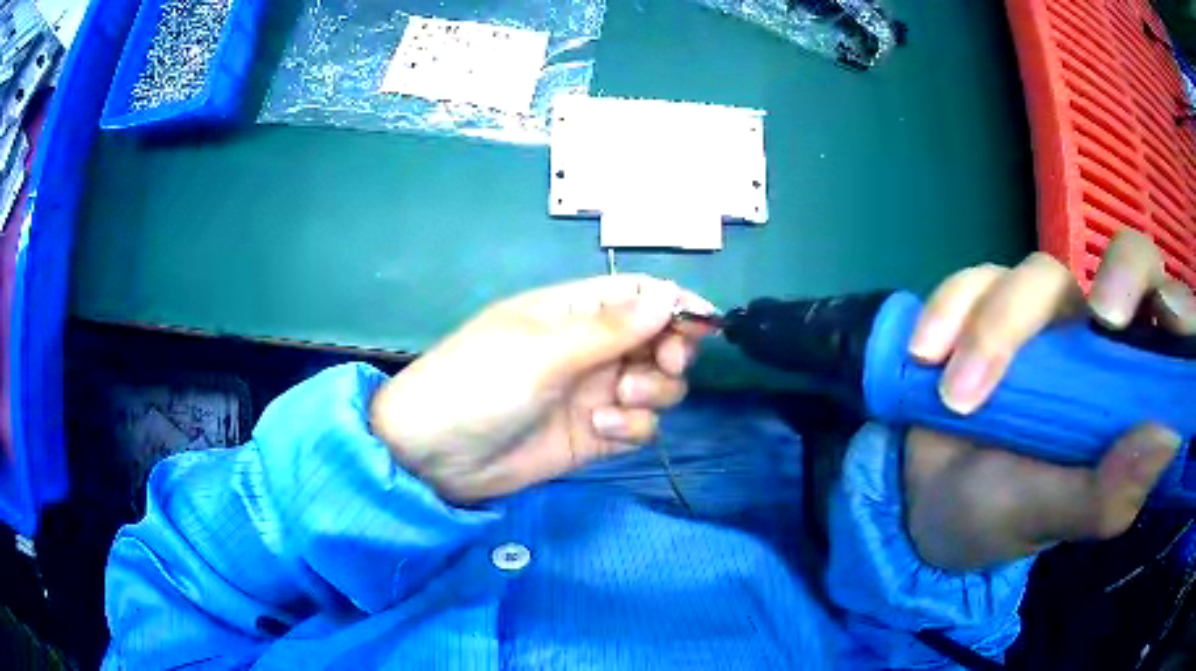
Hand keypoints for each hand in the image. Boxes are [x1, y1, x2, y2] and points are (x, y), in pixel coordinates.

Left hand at [369, 275, 714, 503]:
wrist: (436, 456)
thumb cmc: (480, 384)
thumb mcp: (543, 350)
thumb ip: (611, 328)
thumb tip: (668, 295)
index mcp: (573, 310)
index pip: (638, 293)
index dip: (675, 303)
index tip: (706, 324)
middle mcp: (590, 347)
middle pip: (657, 338)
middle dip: (671, 350)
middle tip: (664, 363)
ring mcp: (593, 391)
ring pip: (656, 383)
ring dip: (652, 390)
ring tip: (617, 399)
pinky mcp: (595, 433)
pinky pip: (638, 423)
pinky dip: (633, 425)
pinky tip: (602, 428)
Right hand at [902, 231, 1195, 569]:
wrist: (920, 507)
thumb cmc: (997, 520)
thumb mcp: (1051, 519)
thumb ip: (1108, 492)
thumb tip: (1167, 434)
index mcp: (1126, 391)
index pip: (1171, 324)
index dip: (1179, 305)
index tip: (1168, 322)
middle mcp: (1097, 340)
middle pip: (1125, 261)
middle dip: (1120, 276)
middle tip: (1100, 320)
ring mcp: (1042, 317)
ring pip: (1040, 272)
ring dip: (997, 327)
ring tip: (957, 399)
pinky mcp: (986, 305)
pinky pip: (975, 280)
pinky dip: (950, 310)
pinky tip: (926, 356)